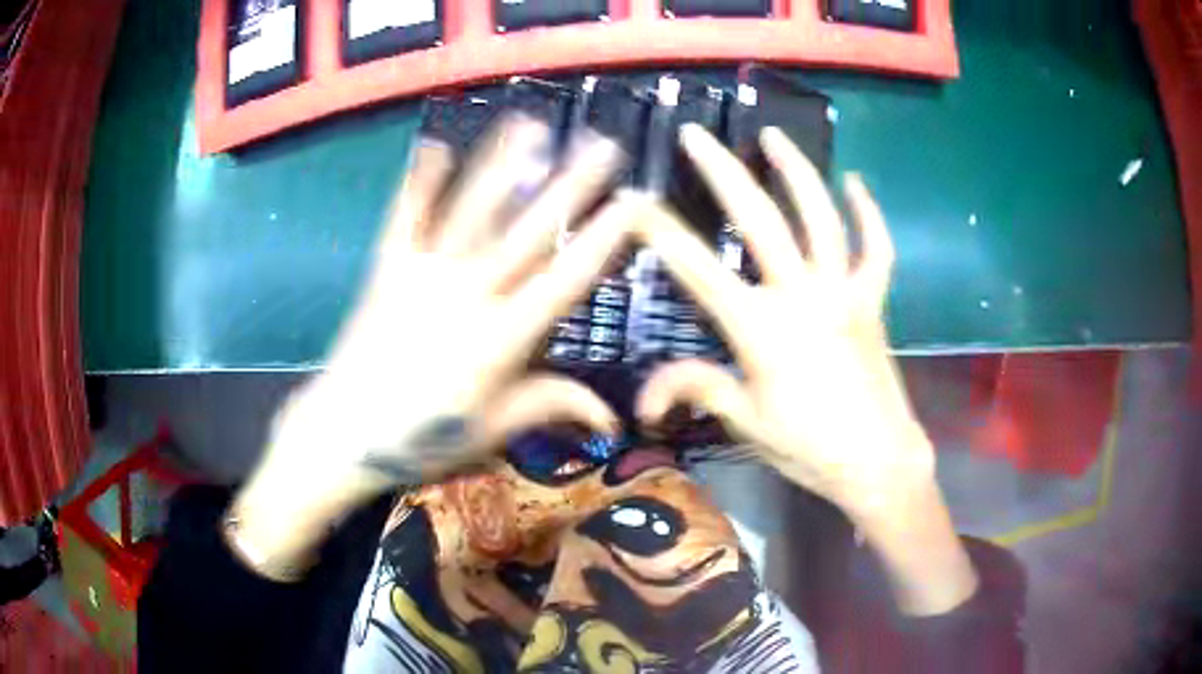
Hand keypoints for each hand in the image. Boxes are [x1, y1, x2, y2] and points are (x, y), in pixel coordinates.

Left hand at [231, 116, 644, 577]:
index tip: (634, 202)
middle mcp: (466, 294)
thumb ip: (551, 406)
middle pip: (527, 231)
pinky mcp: (386, 269)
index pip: (565, 278)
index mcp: (500, 339)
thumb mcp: (493, 429)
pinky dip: (418, 181)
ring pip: (470, 210)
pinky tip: (434, 145)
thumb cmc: (421, 438)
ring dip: (502, 164)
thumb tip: (615, 417)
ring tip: (530, 124)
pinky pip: (404, 218)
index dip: (603, 238)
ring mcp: (422, 274)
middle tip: (602, 145)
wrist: (343, 433)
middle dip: (570, 185)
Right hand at [636, 124, 975, 613]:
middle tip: (697, 134)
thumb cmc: (809, 447)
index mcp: (762, 329)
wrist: (879, 462)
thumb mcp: (745, 423)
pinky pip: (876, 248)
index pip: (698, 271)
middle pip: (760, 221)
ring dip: (796, 171)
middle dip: (723, 172)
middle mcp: (802, 295)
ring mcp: (843, 291)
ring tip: (773, 134)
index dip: (661, 233)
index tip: (633, 200)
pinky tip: (855, 182)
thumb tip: (642, 400)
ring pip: (821, 217)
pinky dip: (869, 213)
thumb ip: (696, 390)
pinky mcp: (872, 299)